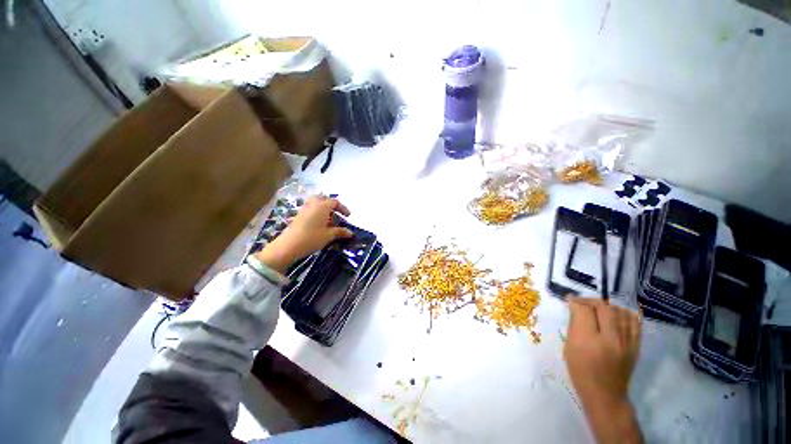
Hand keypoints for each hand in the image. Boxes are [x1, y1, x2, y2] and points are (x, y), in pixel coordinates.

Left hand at [254, 197, 353, 273]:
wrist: (288, 246)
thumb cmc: (312, 238)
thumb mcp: (329, 235)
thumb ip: (340, 232)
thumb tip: (350, 232)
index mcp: (322, 206)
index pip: (335, 202)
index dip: (343, 208)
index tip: (348, 217)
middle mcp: (313, 204)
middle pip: (324, 199)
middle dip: (332, 206)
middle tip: (337, 215)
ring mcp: (304, 209)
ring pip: (316, 204)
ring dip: (324, 209)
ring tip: (329, 221)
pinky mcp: (298, 215)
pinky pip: (310, 209)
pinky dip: (317, 213)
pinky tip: (319, 225)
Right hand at [564, 298, 642, 443]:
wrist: (605, 394)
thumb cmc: (580, 371)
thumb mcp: (569, 347)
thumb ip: (574, 326)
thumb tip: (575, 308)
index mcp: (588, 341)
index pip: (583, 310)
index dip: (575, 302)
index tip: (569, 300)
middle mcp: (610, 339)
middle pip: (603, 307)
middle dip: (590, 301)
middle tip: (582, 304)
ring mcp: (627, 342)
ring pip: (619, 311)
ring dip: (606, 306)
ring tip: (598, 309)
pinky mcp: (636, 345)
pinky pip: (634, 321)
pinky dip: (624, 313)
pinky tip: (616, 314)